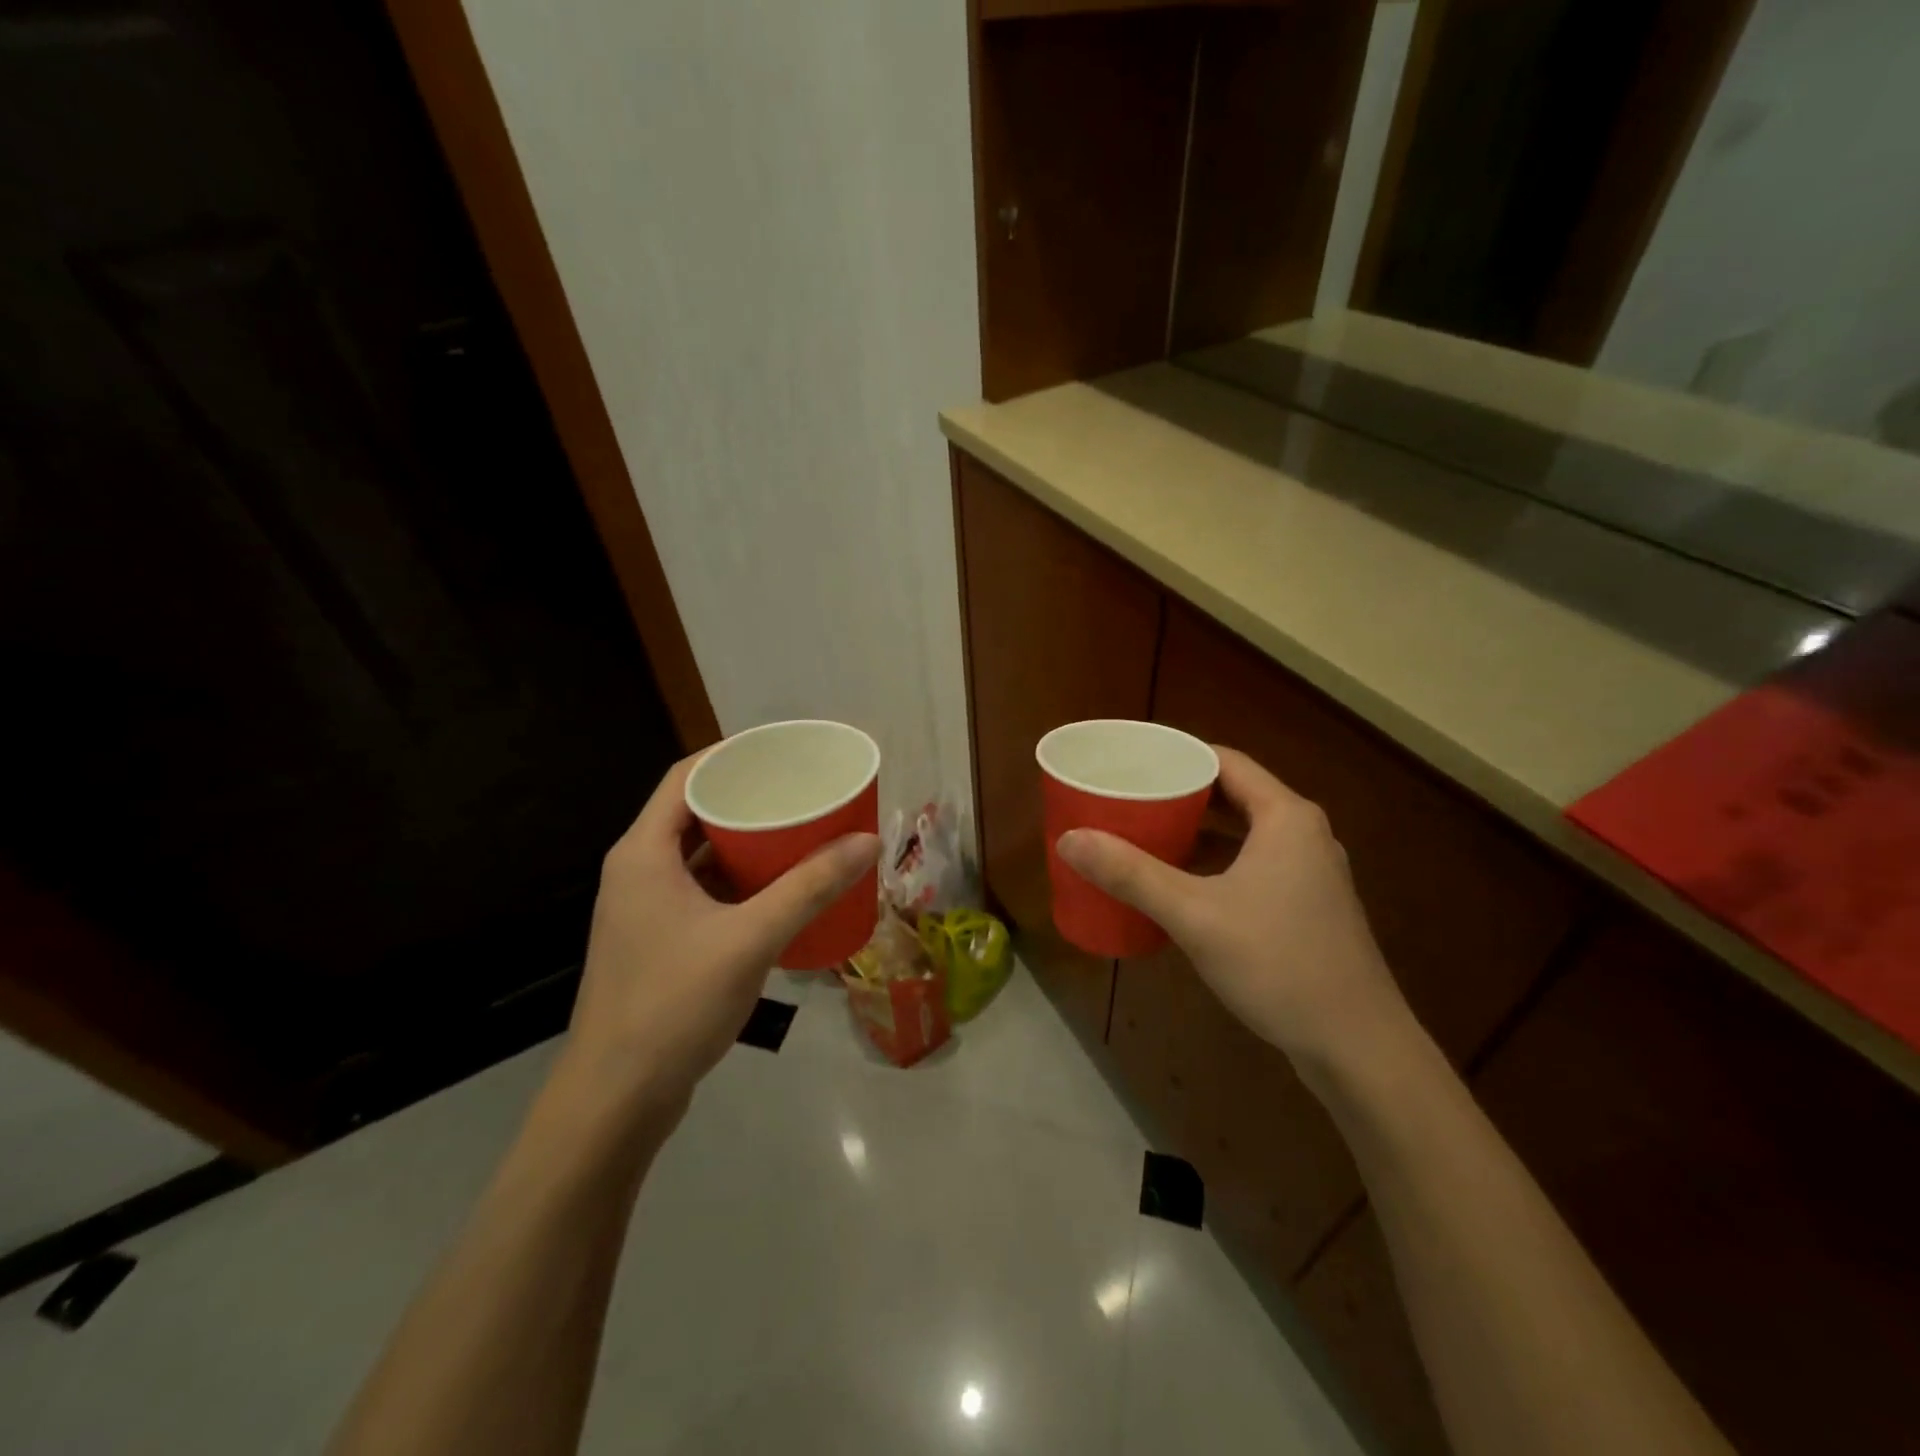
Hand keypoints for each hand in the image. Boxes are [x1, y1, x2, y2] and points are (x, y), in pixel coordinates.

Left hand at [562, 755, 879, 1116]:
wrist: (617, 1098)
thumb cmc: (675, 1003)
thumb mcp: (751, 938)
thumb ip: (810, 887)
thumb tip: (868, 841)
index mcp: (643, 852)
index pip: (686, 777)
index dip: (731, 756)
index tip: (781, 752)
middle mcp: (636, 871)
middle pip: (695, 813)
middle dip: (748, 800)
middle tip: (800, 793)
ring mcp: (643, 909)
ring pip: (698, 856)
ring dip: (744, 844)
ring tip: (798, 833)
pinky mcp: (656, 941)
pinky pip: (701, 891)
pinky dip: (737, 882)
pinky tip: (777, 890)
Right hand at [1057, 747, 1411, 1077]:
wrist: (1358, 1048)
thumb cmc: (1279, 964)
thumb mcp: (1195, 916)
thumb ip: (1131, 874)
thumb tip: (1069, 839)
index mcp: (1286, 817)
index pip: (1224, 761)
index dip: (1176, 756)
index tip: (1129, 762)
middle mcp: (1303, 834)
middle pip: (1232, 794)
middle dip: (1178, 794)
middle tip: (1126, 797)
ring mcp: (1309, 873)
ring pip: (1242, 833)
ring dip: (1195, 831)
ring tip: (1142, 834)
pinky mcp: (1307, 907)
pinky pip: (1251, 865)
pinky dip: (1214, 864)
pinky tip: (1178, 884)